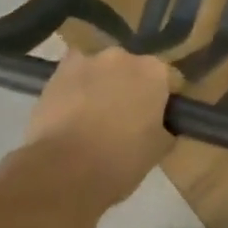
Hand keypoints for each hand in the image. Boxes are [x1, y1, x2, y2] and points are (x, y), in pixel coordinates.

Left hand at [20, 49, 175, 212]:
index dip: (163, 100)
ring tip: (92, 117)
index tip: (157, 119)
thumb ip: (165, 128)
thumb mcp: (158, 151)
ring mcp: (89, 60)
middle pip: (133, 70)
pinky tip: (70, 110)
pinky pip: (74, 74)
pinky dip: (75, 86)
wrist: (63, 171)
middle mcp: (125, 57)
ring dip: (102, 85)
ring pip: (102, 70)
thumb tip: (161, 125)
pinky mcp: (59, 71)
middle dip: (131, 88)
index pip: (168, 80)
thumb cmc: (120, 162)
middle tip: (124, 119)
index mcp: (155, 73)